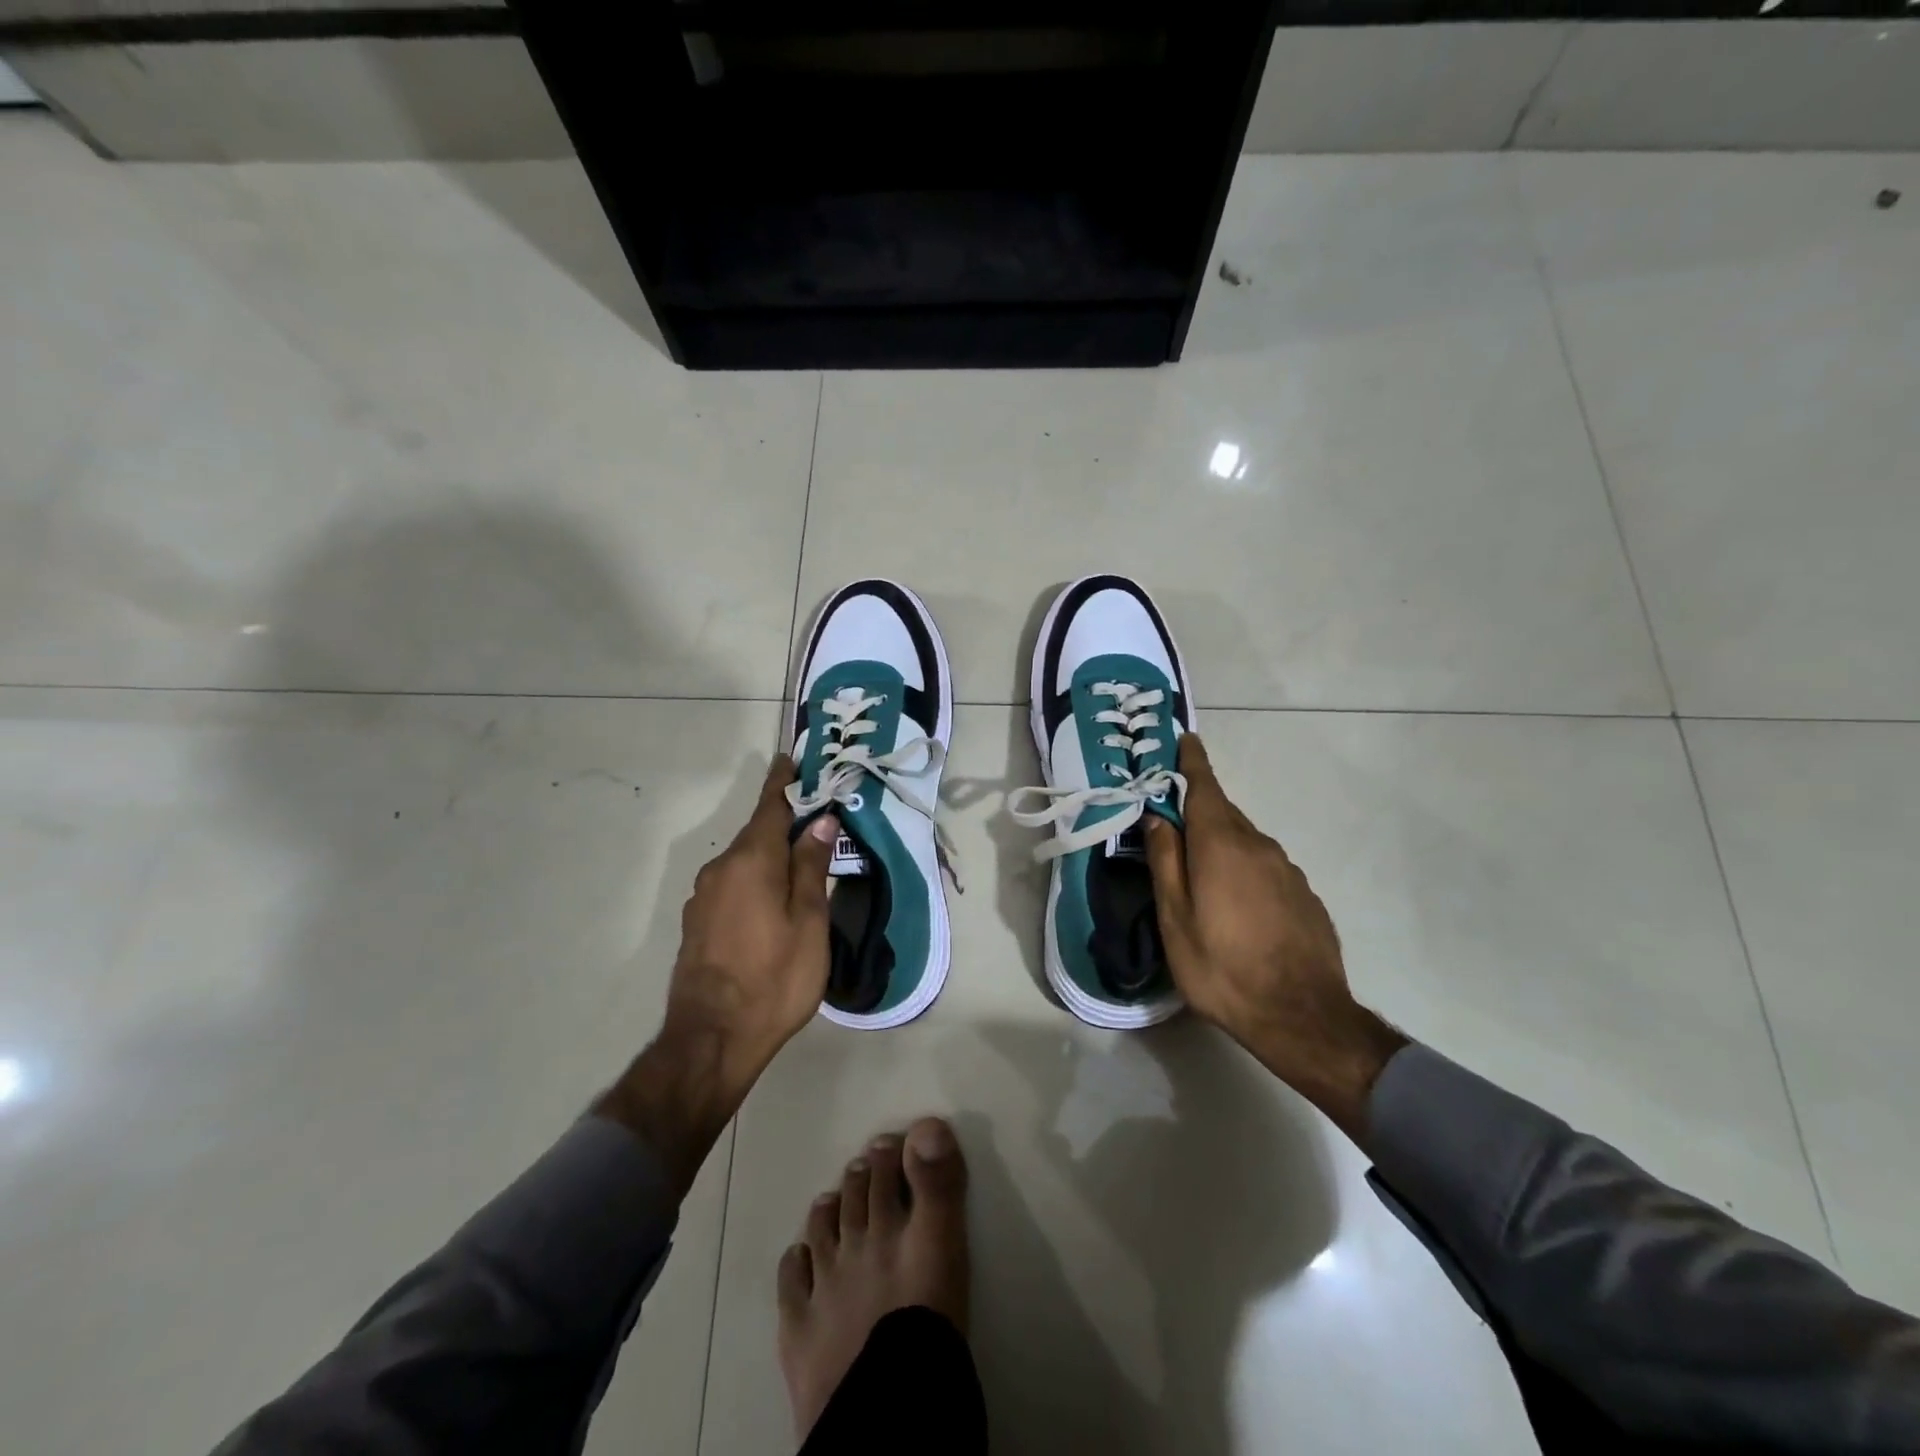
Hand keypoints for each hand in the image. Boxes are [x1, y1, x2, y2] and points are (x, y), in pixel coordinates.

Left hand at [598, 756, 837, 1192]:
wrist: (711, 1040)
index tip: (791, 758)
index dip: (784, 781)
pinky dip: (755, 880)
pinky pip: (732, 885)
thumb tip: (820, 821)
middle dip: (785, 823)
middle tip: (818, 820)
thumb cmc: (774, 978)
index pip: (770, 805)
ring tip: (801, 864)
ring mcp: (704, 896)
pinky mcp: (697, 922)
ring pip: (744, 861)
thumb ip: (811, 866)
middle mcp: (721, 868)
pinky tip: (772, 902)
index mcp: (751, 860)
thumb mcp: (809, 921)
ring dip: (770, 855)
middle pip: (758, 833)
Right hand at [1145, 735, 1406, 1143]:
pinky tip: (1237, 906)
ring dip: (1221, 846)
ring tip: (1200, 876)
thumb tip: (1158, 816)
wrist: (1303, 1017)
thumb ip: (1165, 861)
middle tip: (1172, 824)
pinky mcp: (1305, 895)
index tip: (1184, 738)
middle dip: (1198, 812)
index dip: (1192, 761)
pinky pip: (1266, 868)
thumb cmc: (1222, 967)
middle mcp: (1259, 845)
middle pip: (1224, 815)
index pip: (1205, 786)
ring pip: (1245, 843)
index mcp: (1222, 844)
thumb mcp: (1175, 918)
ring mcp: (1288, 870)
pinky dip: (1245, 871)